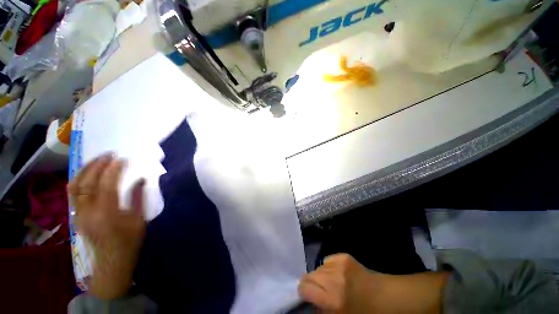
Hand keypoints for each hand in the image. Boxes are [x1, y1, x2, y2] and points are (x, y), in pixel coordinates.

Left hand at [67, 153, 145, 299]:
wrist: (111, 265)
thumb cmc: (128, 247)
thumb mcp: (138, 225)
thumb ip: (138, 199)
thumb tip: (141, 178)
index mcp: (107, 214)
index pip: (108, 182)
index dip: (115, 167)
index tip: (123, 159)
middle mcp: (89, 211)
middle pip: (90, 179)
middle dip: (100, 162)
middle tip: (110, 155)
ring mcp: (80, 213)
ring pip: (76, 182)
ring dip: (86, 167)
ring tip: (96, 160)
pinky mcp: (76, 215)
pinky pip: (72, 192)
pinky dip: (77, 179)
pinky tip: (85, 174)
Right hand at [299, 254, 448, 313]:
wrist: (395, 299)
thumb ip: (322, 311)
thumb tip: (313, 304)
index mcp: (332, 297)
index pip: (304, 286)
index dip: (304, 294)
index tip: (311, 301)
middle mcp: (335, 277)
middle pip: (309, 275)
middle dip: (312, 285)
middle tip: (323, 296)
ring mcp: (344, 265)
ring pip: (319, 267)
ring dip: (322, 277)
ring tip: (333, 287)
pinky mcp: (352, 259)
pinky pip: (332, 259)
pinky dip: (331, 267)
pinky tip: (340, 276)